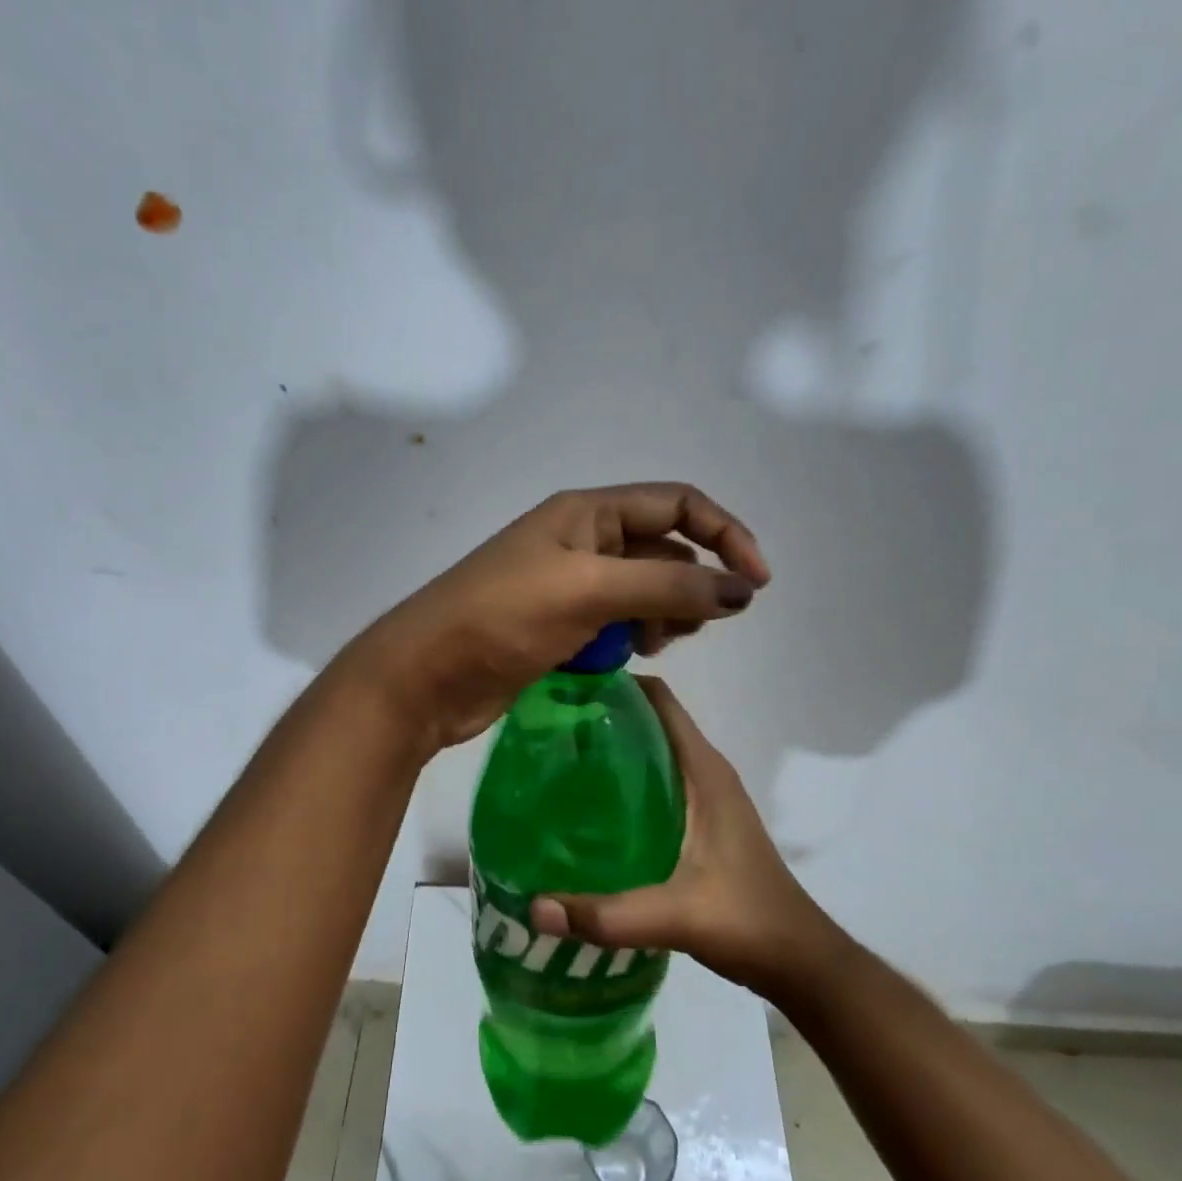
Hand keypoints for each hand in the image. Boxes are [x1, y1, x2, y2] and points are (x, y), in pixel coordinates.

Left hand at [343, 484, 769, 751]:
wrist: (426, 675)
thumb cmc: (502, 618)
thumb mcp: (590, 591)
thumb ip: (669, 586)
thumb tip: (743, 590)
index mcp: (586, 513)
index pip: (677, 505)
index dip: (725, 535)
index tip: (755, 585)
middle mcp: (581, 541)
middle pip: (663, 549)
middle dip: (690, 584)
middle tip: (687, 627)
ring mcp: (568, 586)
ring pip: (642, 591)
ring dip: (661, 615)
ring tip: (651, 646)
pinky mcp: (558, 627)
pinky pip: (615, 623)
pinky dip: (630, 638)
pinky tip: (624, 660)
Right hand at [530, 677, 829, 998]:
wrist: (797, 958)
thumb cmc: (746, 921)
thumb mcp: (674, 916)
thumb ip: (606, 915)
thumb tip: (533, 908)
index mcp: (704, 772)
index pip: (660, 701)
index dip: (617, 685)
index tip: (566, 688)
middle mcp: (706, 772)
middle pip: (650, 721)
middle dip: (603, 715)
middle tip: (548, 726)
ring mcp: (707, 796)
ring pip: (654, 752)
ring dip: (613, 747)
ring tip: (558, 759)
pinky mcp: (703, 820)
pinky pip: (658, 781)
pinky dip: (625, 779)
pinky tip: (590, 806)